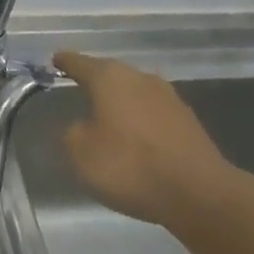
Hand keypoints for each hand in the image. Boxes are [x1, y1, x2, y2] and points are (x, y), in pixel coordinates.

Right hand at [52, 51, 252, 226]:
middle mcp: (140, 78)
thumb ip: (72, 133)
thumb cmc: (130, 166)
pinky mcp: (187, 121)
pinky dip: (139, 120)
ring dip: (120, 102)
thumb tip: (83, 126)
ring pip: (134, 92)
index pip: (79, 63)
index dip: (64, 62)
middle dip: (94, 81)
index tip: (55, 60)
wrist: (199, 193)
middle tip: (78, 88)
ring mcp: (168, 97)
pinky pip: (152, 113)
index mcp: (109, 78)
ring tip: (106, 115)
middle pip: (110, 74)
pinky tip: (135, 137)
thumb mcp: (80, 153)